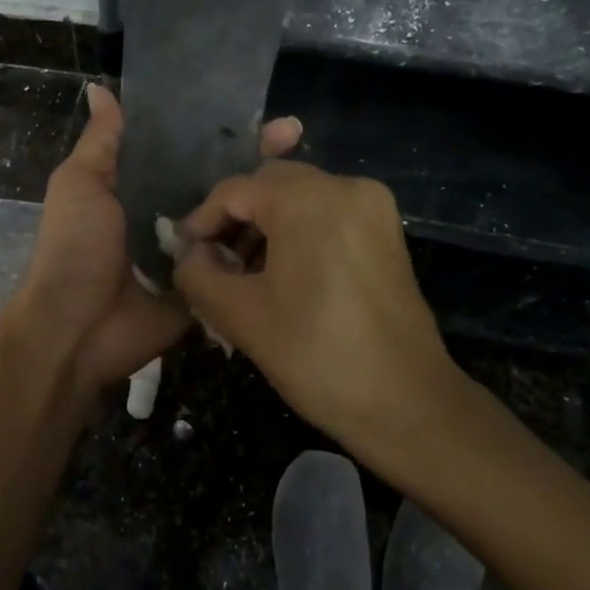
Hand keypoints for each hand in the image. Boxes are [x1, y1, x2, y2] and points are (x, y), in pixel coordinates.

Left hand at [10, 83, 300, 399]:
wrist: (75, 328)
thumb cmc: (74, 248)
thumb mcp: (80, 184)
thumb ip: (102, 142)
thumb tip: (100, 87)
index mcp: (141, 185)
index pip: (189, 148)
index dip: (219, 129)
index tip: (252, 107)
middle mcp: (171, 212)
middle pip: (219, 180)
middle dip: (254, 158)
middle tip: (294, 136)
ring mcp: (194, 251)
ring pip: (236, 217)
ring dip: (267, 200)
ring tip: (306, 176)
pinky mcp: (209, 286)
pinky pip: (239, 262)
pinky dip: (263, 246)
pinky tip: (302, 225)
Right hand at [172, 161, 471, 455]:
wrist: (406, 403)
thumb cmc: (316, 354)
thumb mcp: (239, 315)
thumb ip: (197, 273)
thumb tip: (190, 254)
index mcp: (309, 199)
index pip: (235, 190)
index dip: (201, 220)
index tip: (183, 253)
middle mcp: (346, 187)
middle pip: (270, 186)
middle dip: (235, 220)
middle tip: (212, 263)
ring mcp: (373, 208)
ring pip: (299, 200)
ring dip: (265, 227)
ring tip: (243, 275)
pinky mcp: (387, 233)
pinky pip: (327, 216)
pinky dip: (297, 234)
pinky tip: (282, 275)